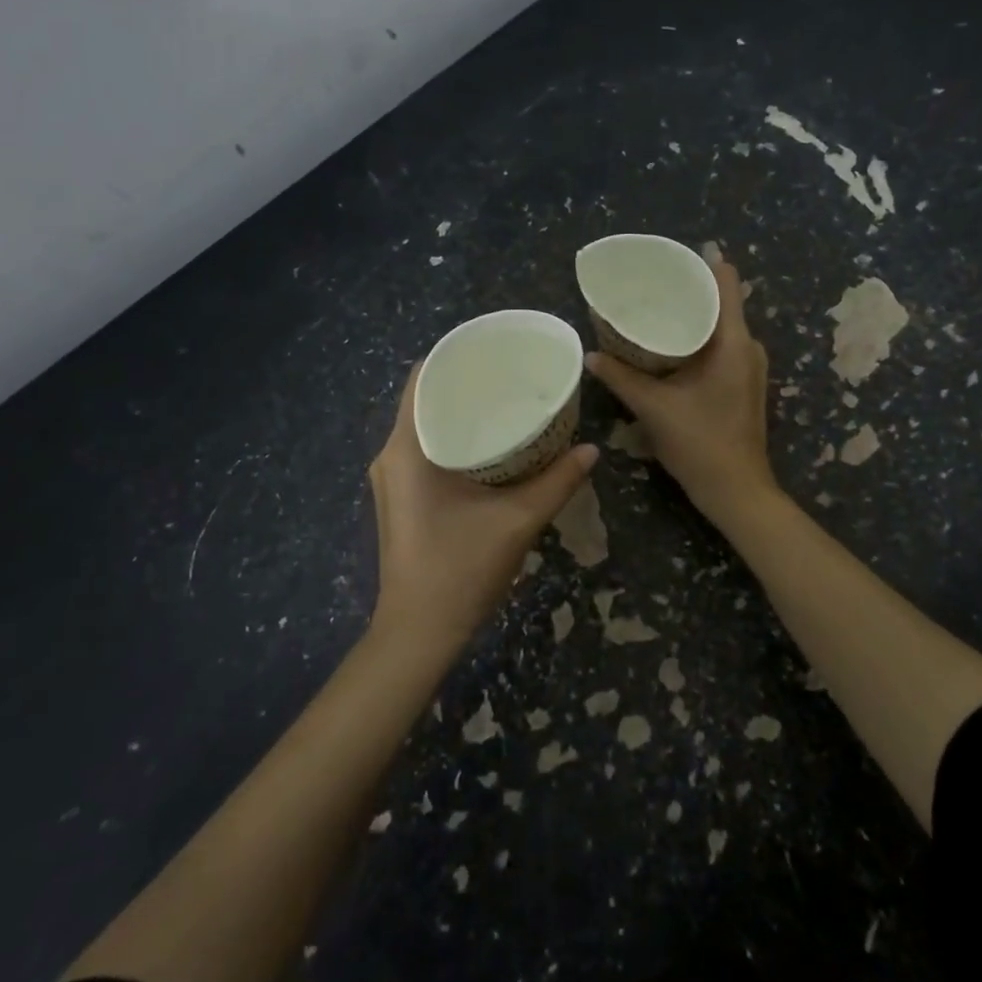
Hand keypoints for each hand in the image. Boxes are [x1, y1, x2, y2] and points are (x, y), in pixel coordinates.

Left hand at [368, 366, 598, 649]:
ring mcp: (391, 480)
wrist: (419, 633)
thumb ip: (557, 481)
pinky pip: (424, 450)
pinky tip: (488, 444)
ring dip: (459, 412)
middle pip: (423, 399)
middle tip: (510, 374)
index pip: (421, 378)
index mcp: (405, 449)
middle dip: (464, 383)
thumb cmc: (460, 570)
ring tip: (503, 401)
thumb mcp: (517, 521)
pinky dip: (453, 438)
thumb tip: (592, 449)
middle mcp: (390, 456)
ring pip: (424, 427)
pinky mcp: (400, 499)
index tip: (492, 349)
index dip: (454, 355)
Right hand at [585, 258, 776, 526]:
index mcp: (734, 342)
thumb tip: (591, 355)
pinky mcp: (742, 383)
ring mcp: (748, 366)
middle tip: (650, 283)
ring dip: (692, 315)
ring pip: (721, 325)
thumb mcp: (654, 408)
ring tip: (654, 308)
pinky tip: (668, 344)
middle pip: (722, 301)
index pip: (726, 282)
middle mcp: (747, 347)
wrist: (736, 490)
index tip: (670, 256)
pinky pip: (721, 345)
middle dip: (688, 289)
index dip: (701, 262)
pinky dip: (697, 337)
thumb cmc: (700, 442)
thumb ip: (621, 378)